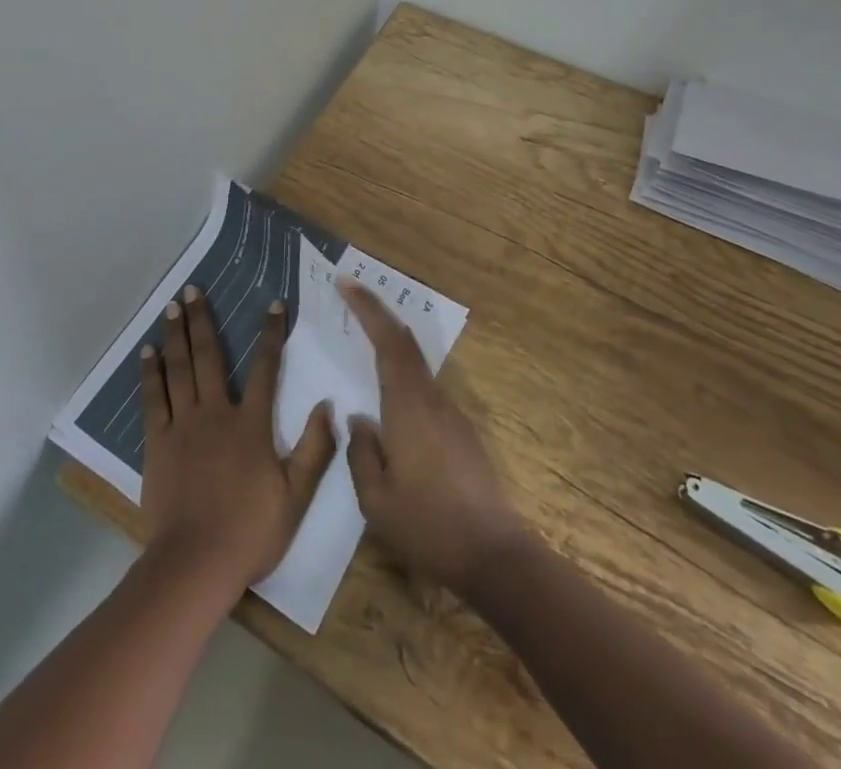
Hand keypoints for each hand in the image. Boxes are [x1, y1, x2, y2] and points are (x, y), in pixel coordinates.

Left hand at [140, 285, 337, 592]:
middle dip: (202, 319)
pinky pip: (153, 399)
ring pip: (178, 369)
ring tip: (171, 306)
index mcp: (251, 424)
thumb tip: (328, 406)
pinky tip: (148, 352)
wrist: (196, 562)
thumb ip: (315, 450)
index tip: (273, 303)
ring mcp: (183, 425)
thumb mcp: (296, 496)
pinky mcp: (157, 442)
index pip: (266, 368)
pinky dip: (151, 372)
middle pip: (209, 356)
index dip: (271, 334)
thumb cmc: (250, 531)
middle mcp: (216, 413)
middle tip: (193, 288)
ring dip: (175, 335)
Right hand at [341, 282, 528, 595]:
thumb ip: (361, 452)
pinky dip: (402, 369)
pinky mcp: (460, 432)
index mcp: (408, 406)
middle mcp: (431, 399)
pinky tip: (388, 390)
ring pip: (416, 362)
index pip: (388, 341)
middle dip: (377, 313)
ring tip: (363, 334)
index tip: (345, 284)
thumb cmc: (429, 527)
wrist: (495, 556)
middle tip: (350, 294)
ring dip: (391, 340)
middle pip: (404, 342)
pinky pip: (424, 385)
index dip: (367, 308)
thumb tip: (359, 419)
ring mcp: (451, 414)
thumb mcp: (376, 500)